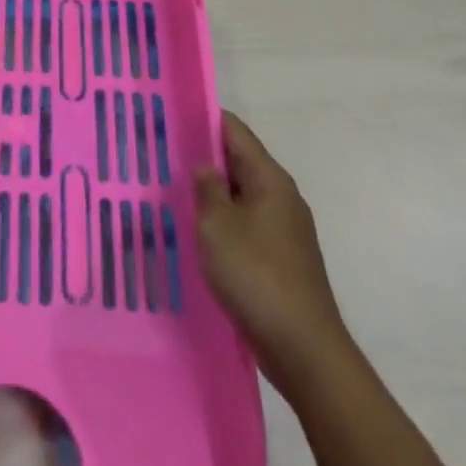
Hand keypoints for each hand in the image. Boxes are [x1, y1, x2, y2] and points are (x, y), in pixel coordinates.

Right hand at [193, 111, 348, 363]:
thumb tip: (203, 165)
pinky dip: (222, 221)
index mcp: (269, 179)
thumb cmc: (257, 276)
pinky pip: (245, 224)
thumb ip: (207, 188)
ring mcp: (284, 228)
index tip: (170, 116)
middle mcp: (281, 196)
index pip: (234, 131)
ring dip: (211, 192)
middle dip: (203, 157)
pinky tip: (197, 233)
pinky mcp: (281, 257)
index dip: (203, 119)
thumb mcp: (218, 225)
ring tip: (171, 191)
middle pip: (238, 161)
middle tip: (161, 154)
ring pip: (240, 195)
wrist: (304, 350)